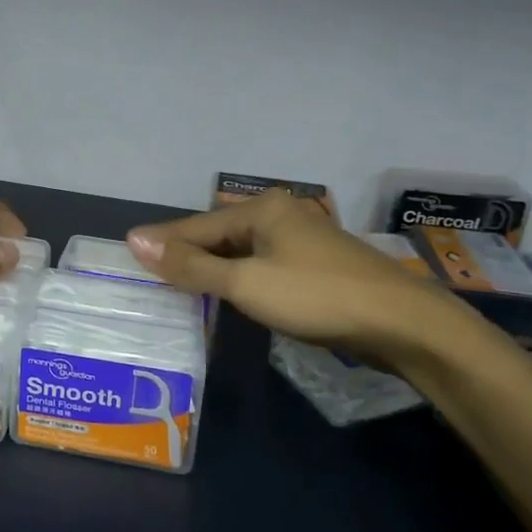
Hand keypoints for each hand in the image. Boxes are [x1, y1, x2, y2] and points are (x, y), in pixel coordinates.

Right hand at [126, 190, 468, 367]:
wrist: (403, 323)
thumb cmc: (317, 296)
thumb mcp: (246, 284)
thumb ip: (190, 265)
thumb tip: (135, 240)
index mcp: (263, 208)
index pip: (197, 226)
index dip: (163, 242)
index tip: (128, 252)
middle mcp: (281, 214)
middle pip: (220, 235)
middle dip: (188, 256)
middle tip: (152, 277)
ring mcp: (302, 240)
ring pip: (242, 251)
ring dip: (213, 269)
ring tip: (180, 288)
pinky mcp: (316, 265)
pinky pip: (263, 265)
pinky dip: (240, 278)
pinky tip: (229, 295)